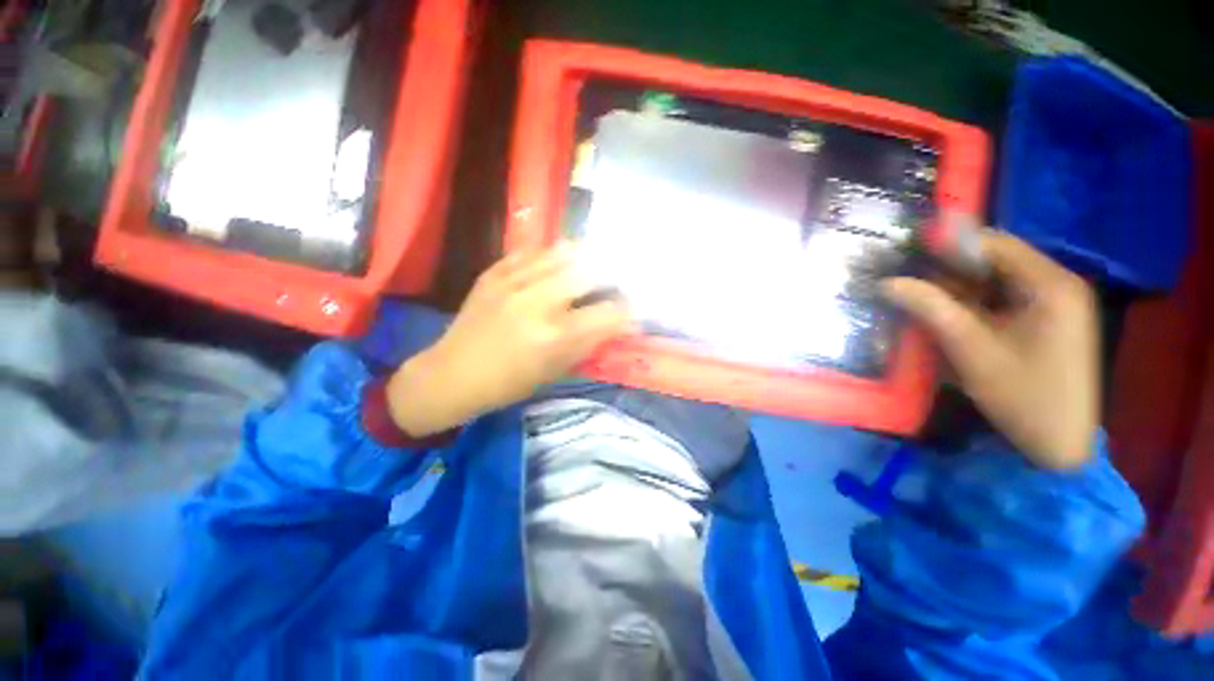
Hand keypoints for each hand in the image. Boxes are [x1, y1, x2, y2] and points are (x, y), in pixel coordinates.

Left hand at [386, 244, 634, 436]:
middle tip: (616, 282)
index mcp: (554, 337)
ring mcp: (512, 281)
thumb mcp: (556, 371)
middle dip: (613, 275)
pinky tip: (558, 263)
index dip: (629, 310)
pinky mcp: (494, 272)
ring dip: (586, 257)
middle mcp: (537, 302)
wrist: (452, 374)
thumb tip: (621, 323)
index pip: (609, 313)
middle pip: (591, 270)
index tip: (633, 311)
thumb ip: (590, 342)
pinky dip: (553, 255)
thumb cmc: (509, 383)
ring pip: (564, 251)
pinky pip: (533, 251)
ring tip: (593, 265)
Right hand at [883, 229, 1099, 469]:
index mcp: (1050, 285)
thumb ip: (931, 309)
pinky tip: (947, 314)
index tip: (905, 249)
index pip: (993, 244)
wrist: (1060, 445)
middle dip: (949, 267)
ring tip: (918, 295)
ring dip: (957, 286)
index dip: (947, 243)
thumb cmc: (1023, 396)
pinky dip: (972, 302)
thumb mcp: (971, 350)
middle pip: (995, 260)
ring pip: (995, 280)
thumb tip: (887, 283)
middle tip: (906, 275)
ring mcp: (1054, 303)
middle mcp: (1056, 284)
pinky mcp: (1046, 320)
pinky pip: (1002, 298)